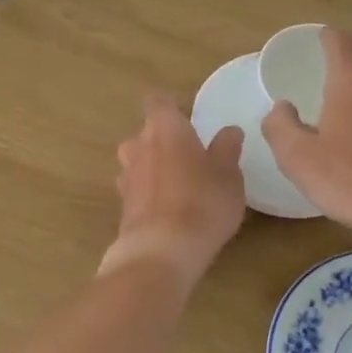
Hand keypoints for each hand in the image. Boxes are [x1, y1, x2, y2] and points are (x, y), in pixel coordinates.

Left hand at [101, 94, 246, 285]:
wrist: (162, 251)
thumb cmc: (202, 202)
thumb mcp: (228, 174)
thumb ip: (227, 148)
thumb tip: (229, 131)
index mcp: (164, 128)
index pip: (159, 102)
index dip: (172, 108)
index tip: (189, 119)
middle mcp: (138, 145)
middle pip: (145, 133)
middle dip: (163, 141)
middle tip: (189, 156)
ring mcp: (126, 177)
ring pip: (138, 162)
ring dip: (154, 168)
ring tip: (180, 185)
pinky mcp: (122, 207)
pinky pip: (137, 190)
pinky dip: (149, 195)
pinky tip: (169, 211)